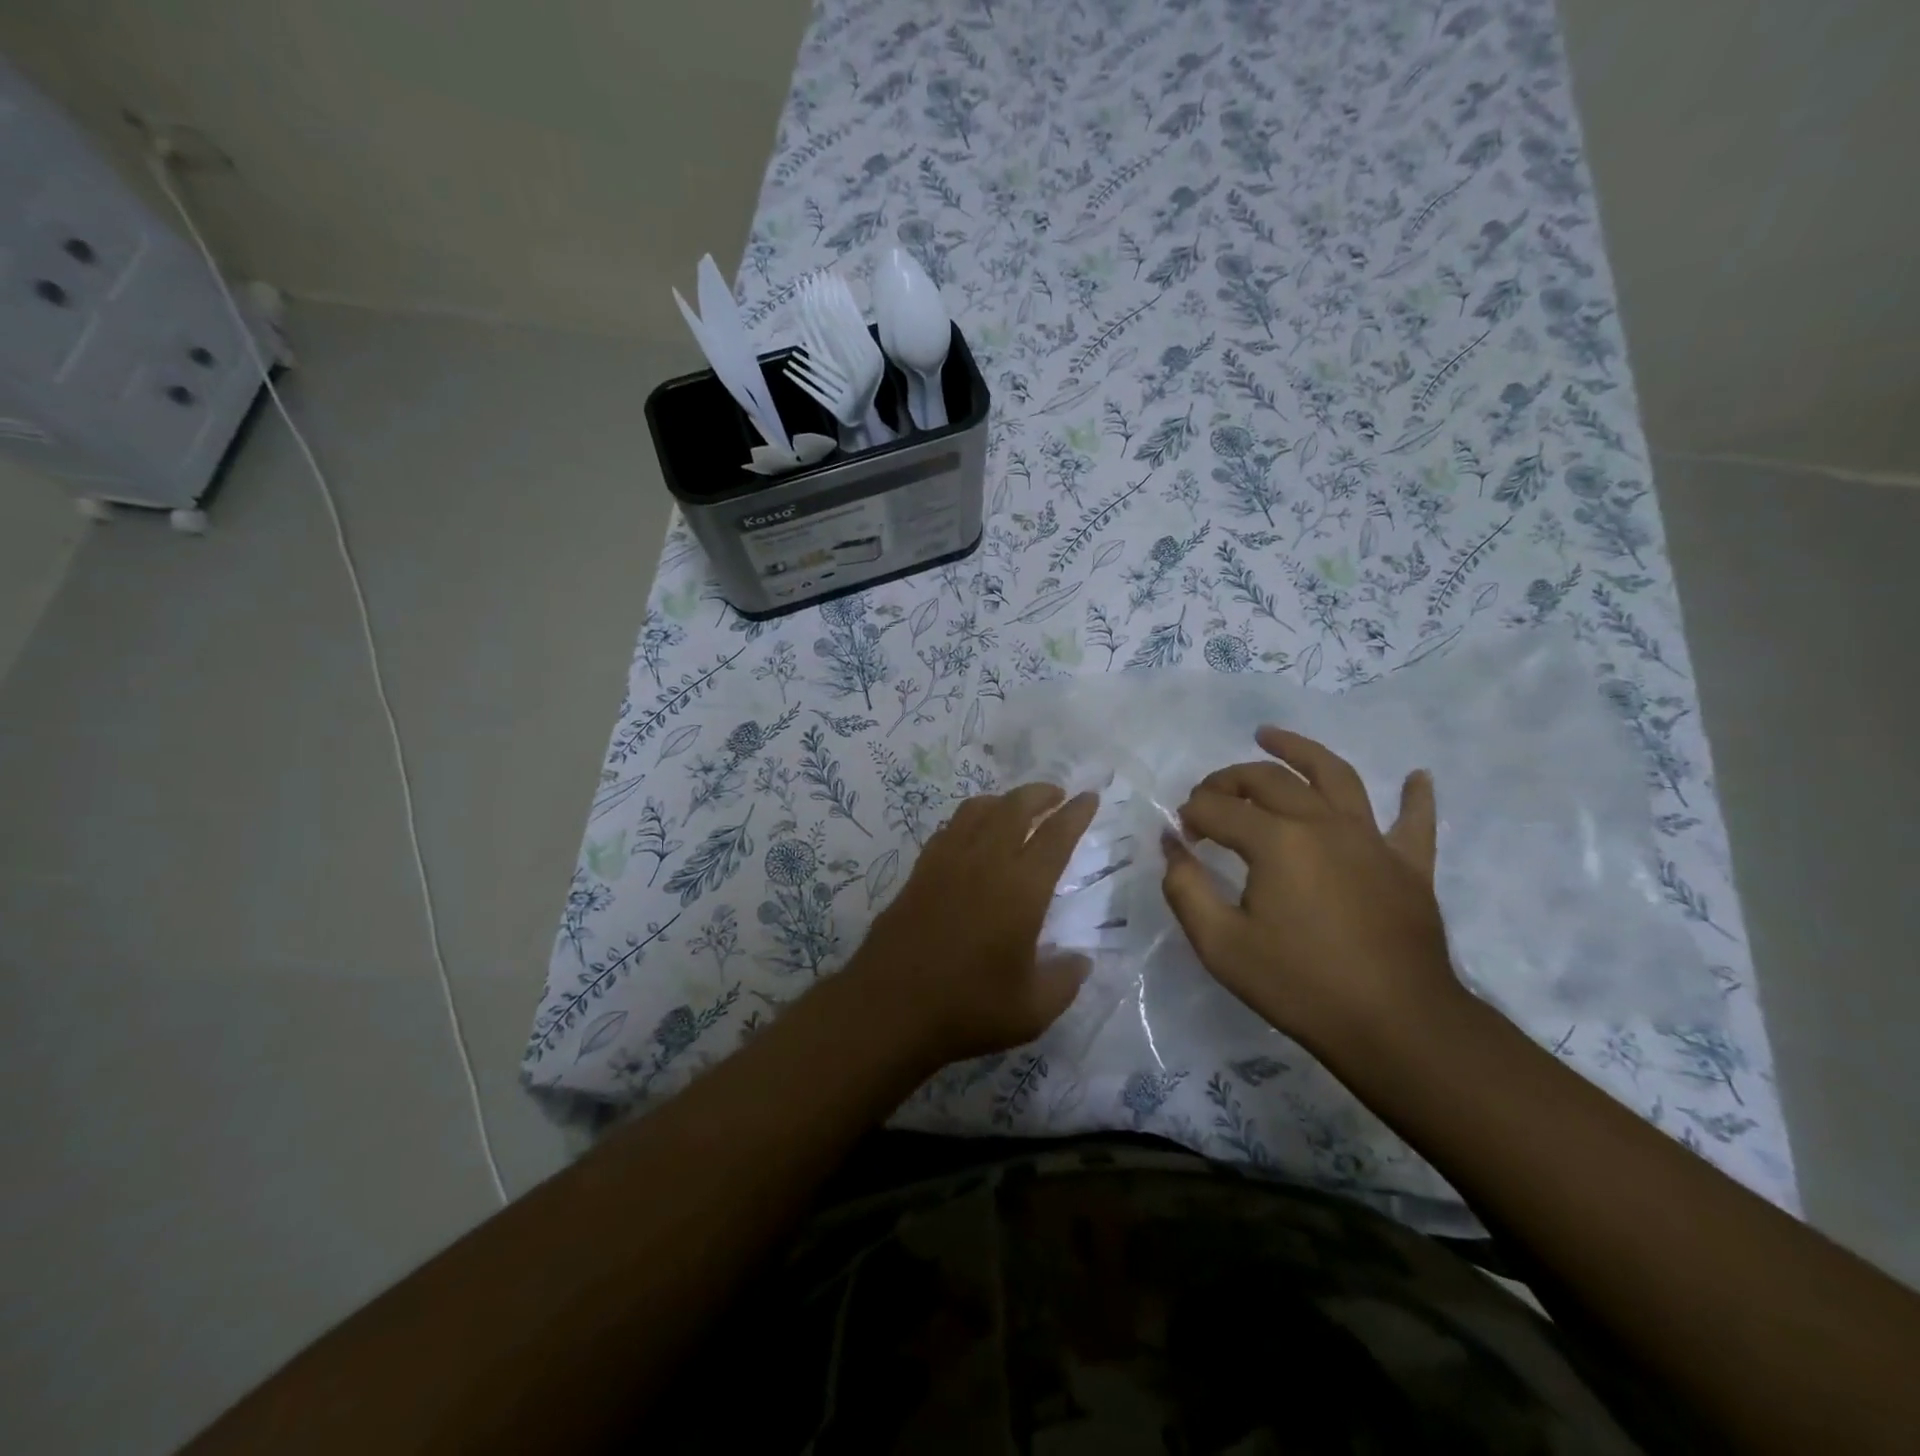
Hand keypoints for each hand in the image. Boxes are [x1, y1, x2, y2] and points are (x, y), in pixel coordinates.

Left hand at [845, 783, 1099, 1066]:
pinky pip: (949, 829)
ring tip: (1015, 809)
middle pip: (1014, 807)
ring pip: (977, 810)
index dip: (1076, 813)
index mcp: (1021, 888)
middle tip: (1056, 795)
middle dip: (1040, 793)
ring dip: (1003, 800)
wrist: (888, 1009)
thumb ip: (1064, 981)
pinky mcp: (918, 872)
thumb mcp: (1032, 1010)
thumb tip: (1081, 961)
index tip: (1089, 796)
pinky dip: (969, 820)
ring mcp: (946, 862)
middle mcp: (984, 862)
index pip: (1056, 836)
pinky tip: (972, 837)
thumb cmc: (967, 1009)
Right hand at [1161, 727, 1459, 1057]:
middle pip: (1268, 780)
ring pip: (1334, 775)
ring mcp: (1371, 840)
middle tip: (1208, 796)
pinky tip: (1416, 777)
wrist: (1396, 1026)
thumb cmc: (1299, 985)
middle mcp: (1322, 823)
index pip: (1218, 809)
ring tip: (1270, 736)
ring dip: (1299, 750)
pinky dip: (1416, 796)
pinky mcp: (1408, 865)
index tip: (1181, 836)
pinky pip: (1415, 821)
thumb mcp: (1220, 944)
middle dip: (1228, 781)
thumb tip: (1171, 846)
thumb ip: (1185, 888)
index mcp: (1276, 841)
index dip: (1192, 815)